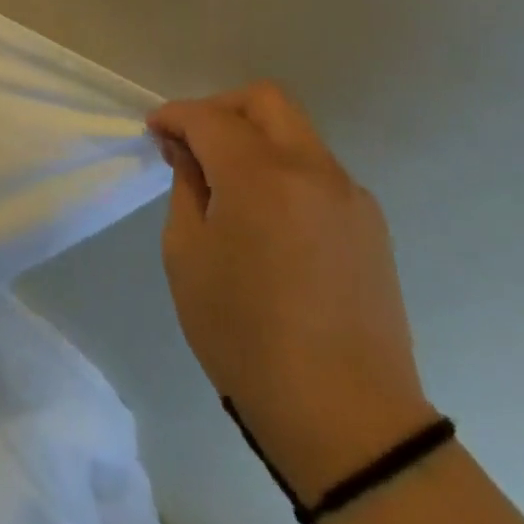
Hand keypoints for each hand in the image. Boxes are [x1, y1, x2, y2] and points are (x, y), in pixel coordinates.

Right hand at [149, 82, 434, 502]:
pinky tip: (265, 212)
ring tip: (226, 180)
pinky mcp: (370, 226)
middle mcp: (312, 171)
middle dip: (220, 108)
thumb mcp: (187, 256)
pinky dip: (282, 168)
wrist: (347, 421)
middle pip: (265, 101)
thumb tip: (189, 153)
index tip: (153, 130)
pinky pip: (317, 170)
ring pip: (295, 133)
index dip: (174, 115)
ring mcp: (349, 197)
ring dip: (254, 138)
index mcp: (260, 176)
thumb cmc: (246, 335)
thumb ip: (187, 188)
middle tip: (192, 141)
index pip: (208, 117)